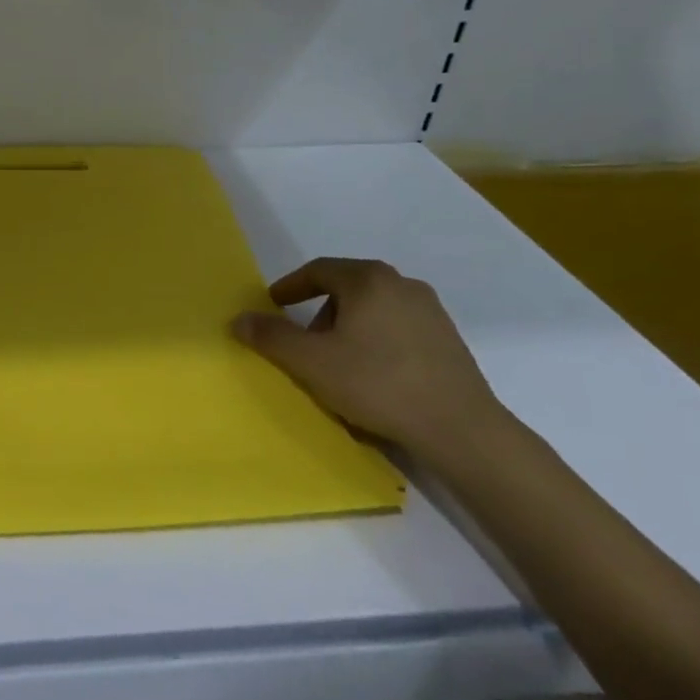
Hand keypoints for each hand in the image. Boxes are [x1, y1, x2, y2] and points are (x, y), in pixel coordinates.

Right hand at [232, 257, 504, 458]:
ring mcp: (431, 311)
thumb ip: (271, 337)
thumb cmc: (377, 384)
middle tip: (305, 342)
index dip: (290, 286)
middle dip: (320, 311)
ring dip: (348, 327)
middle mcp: (402, 284)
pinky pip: (398, 327)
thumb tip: (239, 319)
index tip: (273, 304)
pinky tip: (374, 374)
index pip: (318, 270)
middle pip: (347, 288)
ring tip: (338, 362)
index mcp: (368, 279)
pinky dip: (376, 340)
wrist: (461, 429)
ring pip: (373, 308)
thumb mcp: (311, 362)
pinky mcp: (449, 339)